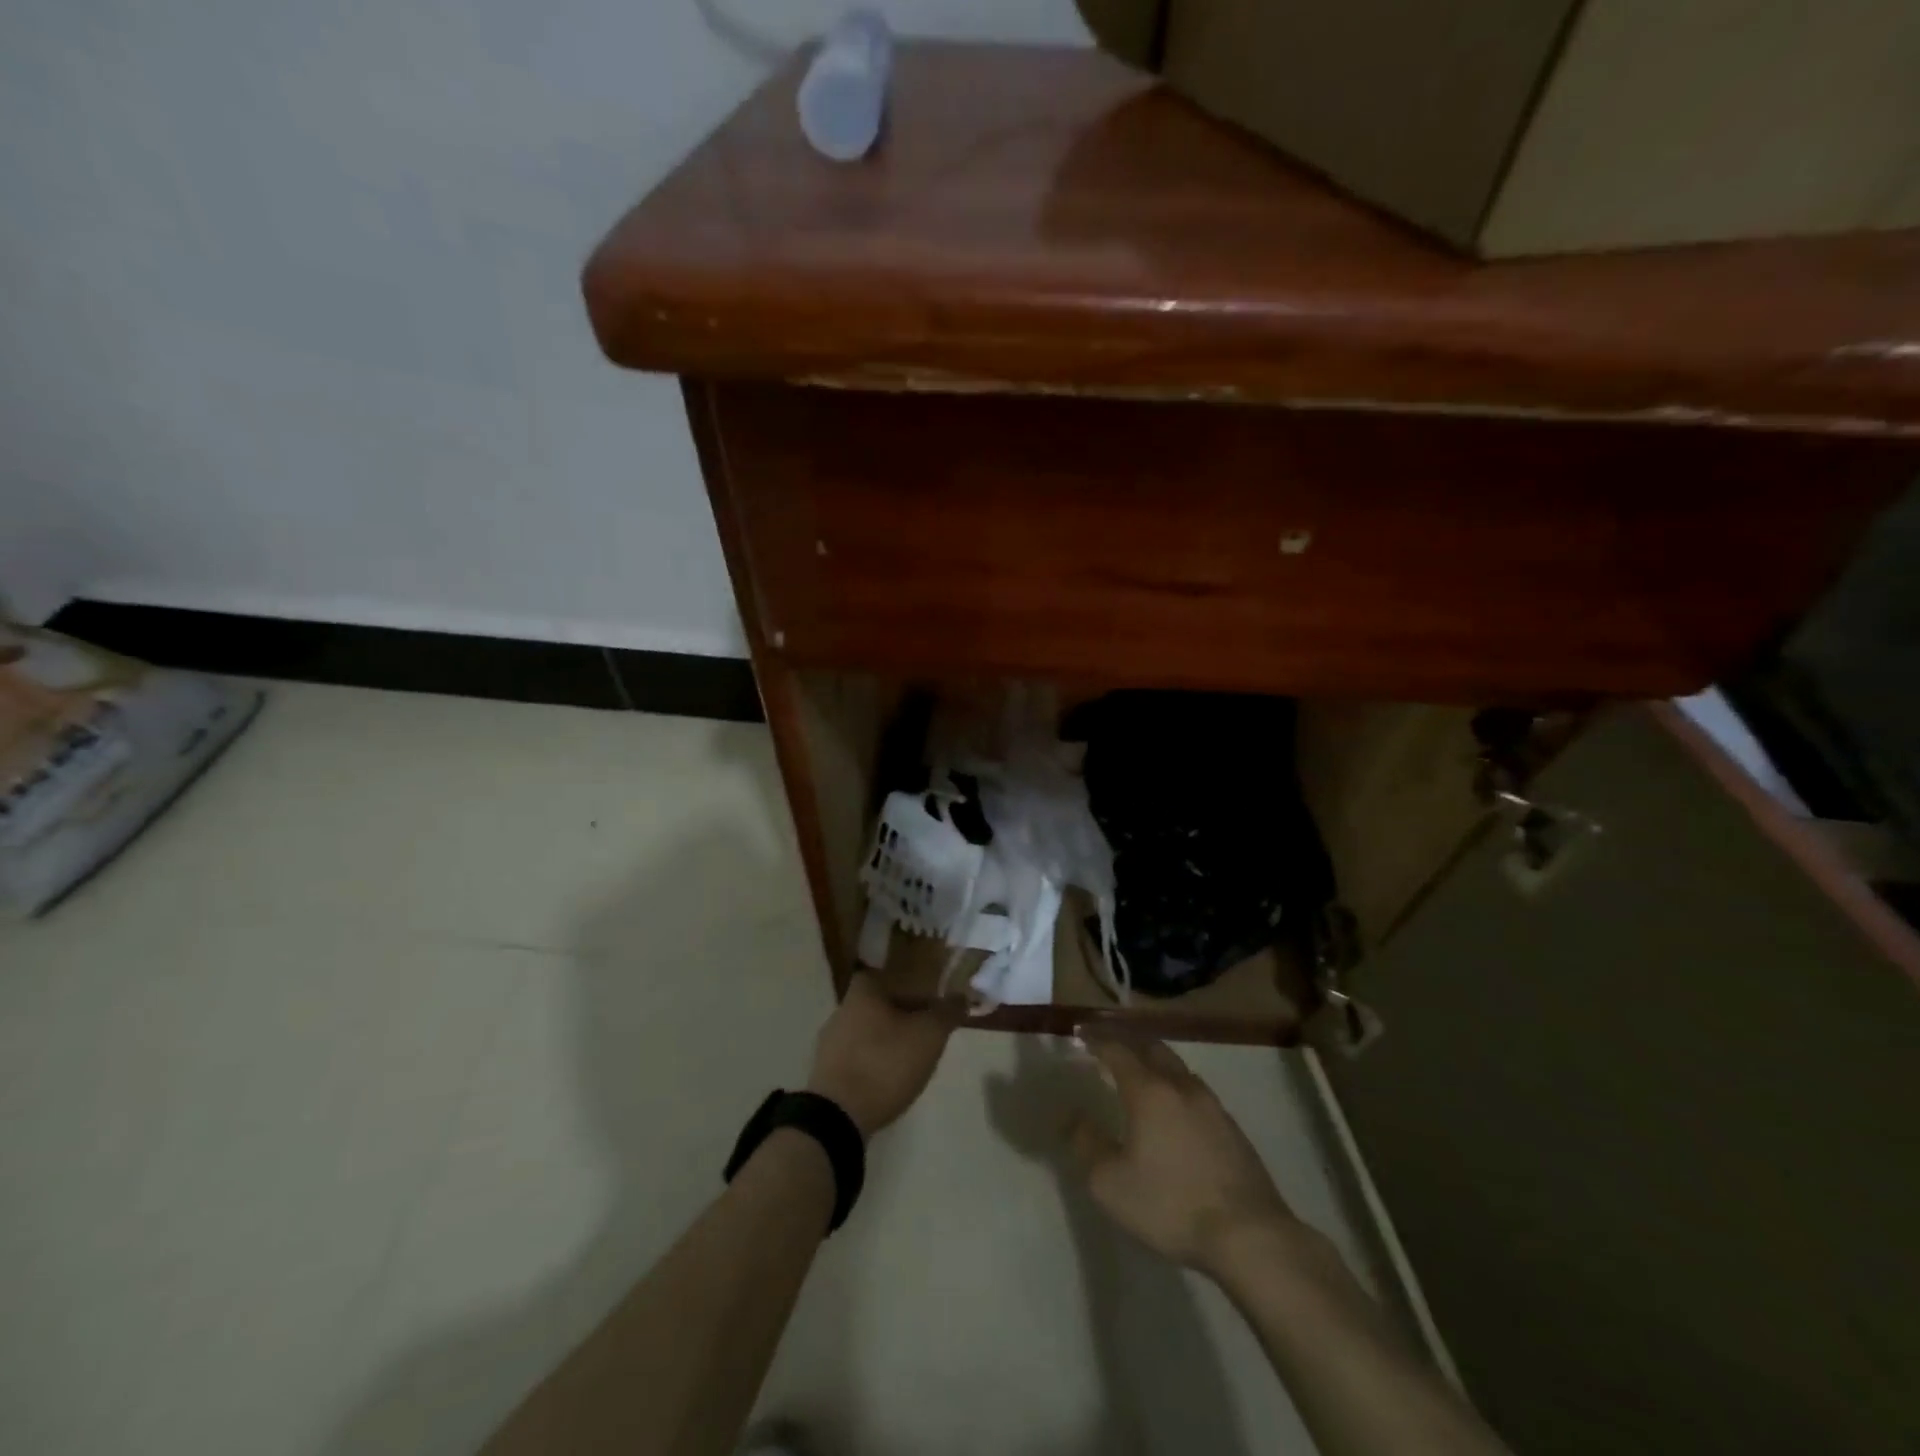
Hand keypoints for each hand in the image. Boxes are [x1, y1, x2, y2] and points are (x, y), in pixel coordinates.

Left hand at [806, 973, 951, 1137]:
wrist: (838, 1117)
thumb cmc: (885, 1063)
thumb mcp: (929, 1035)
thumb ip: (947, 1013)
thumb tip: (961, 997)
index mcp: (863, 993)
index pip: (886, 977)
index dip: (908, 988)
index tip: (927, 1005)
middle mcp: (841, 1011)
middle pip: (877, 1006)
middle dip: (901, 1018)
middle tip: (926, 1035)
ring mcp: (829, 1044)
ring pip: (867, 1033)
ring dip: (887, 1043)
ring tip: (911, 1062)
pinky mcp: (825, 1074)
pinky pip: (856, 1059)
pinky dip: (873, 1065)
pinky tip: (888, 1083)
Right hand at [1068, 1035, 1298, 1278]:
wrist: (1249, 1235)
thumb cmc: (1171, 1205)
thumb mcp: (1110, 1183)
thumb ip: (1086, 1144)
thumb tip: (1071, 1115)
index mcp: (1149, 1091)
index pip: (1117, 1050)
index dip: (1097, 1039)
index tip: (1080, 1031)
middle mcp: (1181, 1087)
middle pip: (1152, 1048)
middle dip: (1128, 1040)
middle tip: (1109, 1042)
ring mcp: (1212, 1105)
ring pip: (1178, 1068)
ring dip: (1155, 1060)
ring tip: (1141, 1069)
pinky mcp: (1233, 1128)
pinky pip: (1196, 1091)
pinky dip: (1176, 1085)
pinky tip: (1175, 1106)